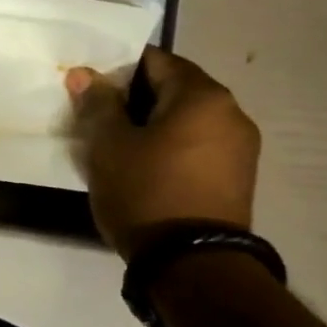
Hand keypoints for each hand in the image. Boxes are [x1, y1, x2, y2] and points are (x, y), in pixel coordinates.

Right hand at [65, 48, 260, 260]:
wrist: (192, 265)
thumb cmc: (146, 192)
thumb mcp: (109, 145)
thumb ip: (98, 103)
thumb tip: (86, 74)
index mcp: (203, 96)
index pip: (155, 61)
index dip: (118, 69)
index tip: (92, 88)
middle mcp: (232, 113)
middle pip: (174, 90)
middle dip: (135, 99)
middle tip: (99, 118)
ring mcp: (240, 148)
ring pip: (186, 120)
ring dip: (153, 125)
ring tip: (118, 147)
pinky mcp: (237, 178)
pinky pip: (197, 147)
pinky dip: (170, 147)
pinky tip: (144, 169)